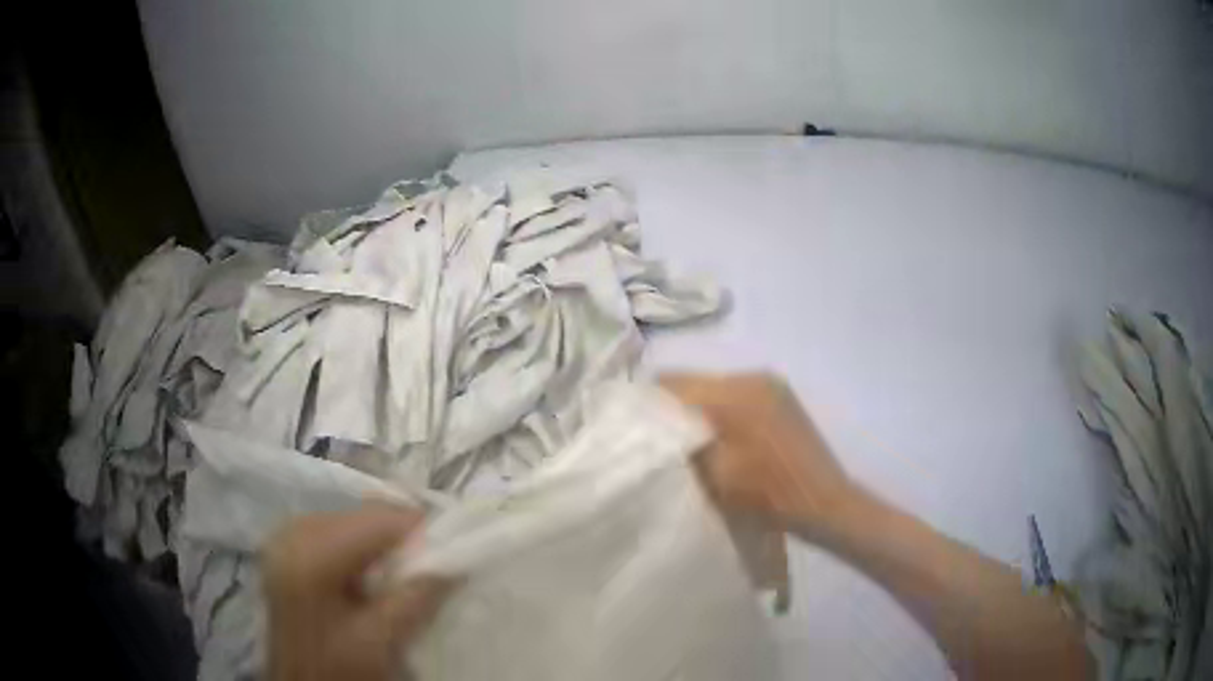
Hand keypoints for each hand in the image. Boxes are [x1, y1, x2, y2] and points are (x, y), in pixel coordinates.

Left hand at [263, 506, 455, 680]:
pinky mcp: (285, 546)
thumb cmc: (338, 667)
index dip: (420, 531)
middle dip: (400, 538)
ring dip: (381, 543)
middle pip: (361, 515)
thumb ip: (417, 597)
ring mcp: (285, 535)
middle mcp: (292, 531)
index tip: (451, 550)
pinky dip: (359, 548)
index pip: (377, 520)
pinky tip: (369, 575)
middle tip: (428, 567)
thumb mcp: (381, 640)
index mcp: (311, 553)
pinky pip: (333, 531)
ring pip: (349, 520)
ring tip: (402, 575)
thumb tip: (456, 560)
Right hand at [661, 373, 857, 536]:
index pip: (673, 382)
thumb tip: (654, 425)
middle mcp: (752, 376)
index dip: (647, 401)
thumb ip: (682, 442)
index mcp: (734, 392)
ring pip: (715, 388)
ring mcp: (771, 385)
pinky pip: (737, 395)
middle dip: (673, 406)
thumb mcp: (714, 473)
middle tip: (657, 437)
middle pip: (695, 382)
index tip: (633, 426)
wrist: (824, 501)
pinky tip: (719, 438)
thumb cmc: (768, 493)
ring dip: (698, 409)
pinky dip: (720, 411)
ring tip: (687, 440)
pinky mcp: (781, 397)